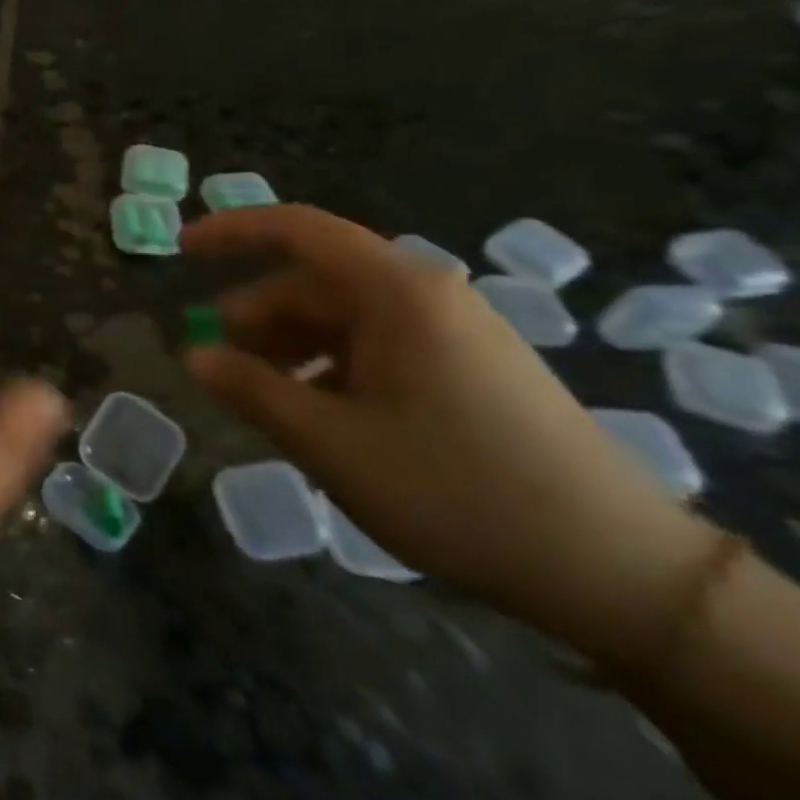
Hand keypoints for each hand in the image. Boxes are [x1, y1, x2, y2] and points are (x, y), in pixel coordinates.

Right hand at [182, 205, 720, 665]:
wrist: (619, 570)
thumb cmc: (457, 490)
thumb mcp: (332, 443)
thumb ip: (252, 390)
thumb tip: (194, 354)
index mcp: (396, 291)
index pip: (297, 229)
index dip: (231, 231)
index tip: (180, 251)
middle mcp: (425, 293)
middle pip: (314, 280)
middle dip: (256, 316)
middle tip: (218, 365)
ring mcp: (452, 329)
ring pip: (343, 316)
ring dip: (290, 346)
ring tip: (263, 399)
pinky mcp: (469, 365)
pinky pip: (377, 345)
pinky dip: (331, 366)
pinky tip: (319, 415)